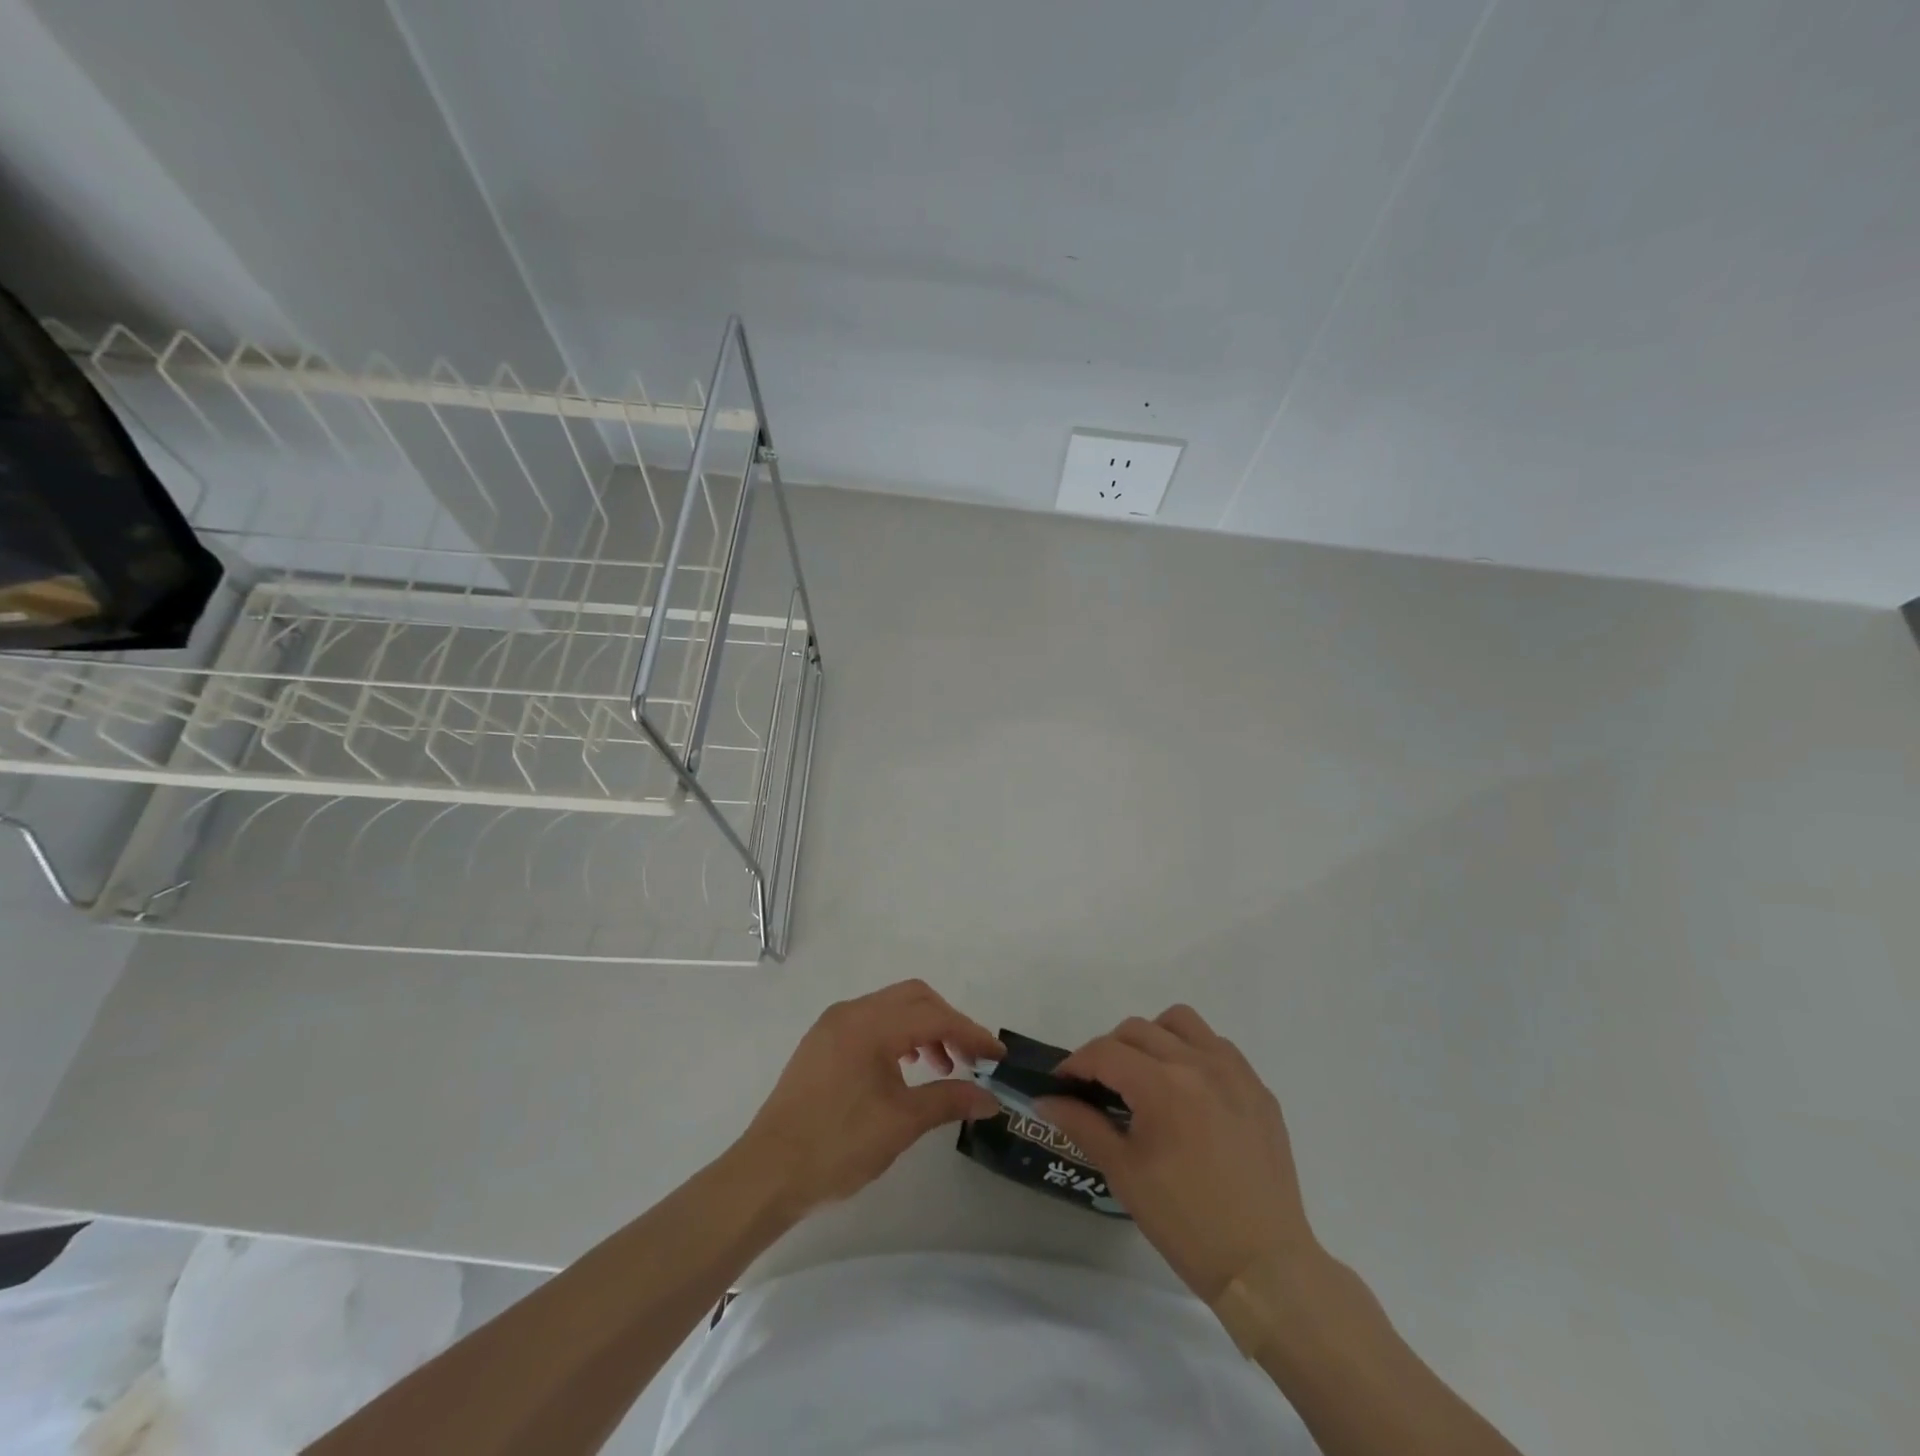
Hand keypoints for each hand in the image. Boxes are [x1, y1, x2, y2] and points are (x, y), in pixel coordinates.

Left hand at [739, 980, 1002, 1220]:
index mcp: (870, 1025)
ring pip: (892, 1007)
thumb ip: (949, 1100)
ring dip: (923, 1028)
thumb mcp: (901, 1124)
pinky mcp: (823, 1042)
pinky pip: (871, 1022)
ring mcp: (833, 1025)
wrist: (767, 1173)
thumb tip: (990, 1097)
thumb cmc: (837, 1146)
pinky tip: (905, 1068)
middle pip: (914, 998)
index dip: (971, 1033)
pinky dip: (898, 1035)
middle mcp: (851, 1012)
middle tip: (971, 1059)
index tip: (998, 1056)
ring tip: (942, 1067)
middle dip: (948, 1022)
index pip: (934, 1015)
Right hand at [1039, 1005, 1317, 1301]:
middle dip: (1109, 1051)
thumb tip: (1046, 1100)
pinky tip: (1189, 1093)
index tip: (1062, 1084)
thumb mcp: (1123, 1173)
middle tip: (1100, 1087)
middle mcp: (1199, 1063)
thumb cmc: (1185, 1222)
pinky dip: (1193, 1053)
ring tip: (1147, 1076)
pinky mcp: (1259, 1089)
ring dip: (1154, 1038)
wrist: (1264, 1267)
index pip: (1104, 1052)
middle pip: (1137, 1029)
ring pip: (1181, 1022)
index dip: (1075, 1064)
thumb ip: (1082, 1124)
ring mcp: (1235, 1072)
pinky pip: (1218, 1046)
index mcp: (1162, 1085)